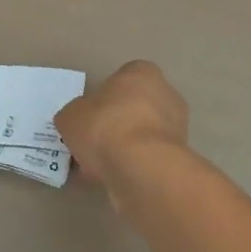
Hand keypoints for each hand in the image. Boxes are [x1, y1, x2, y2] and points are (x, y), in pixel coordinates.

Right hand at [55, 60, 188, 200]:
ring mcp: (176, 126)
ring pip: (142, 135)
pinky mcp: (178, 157)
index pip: (121, 80)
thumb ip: (74, 115)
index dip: (103, 99)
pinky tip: (113, 179)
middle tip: (93, 144)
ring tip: (99, 168)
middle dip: (115, 125)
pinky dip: (134, 167)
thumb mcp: (71, 116)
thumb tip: (76, 122)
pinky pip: (148, 158)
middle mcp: (165, 93)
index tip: (90, 118)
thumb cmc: (105, 126)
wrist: (141, 167)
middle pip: (134, 108)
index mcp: (142, 72)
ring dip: (125, 148)